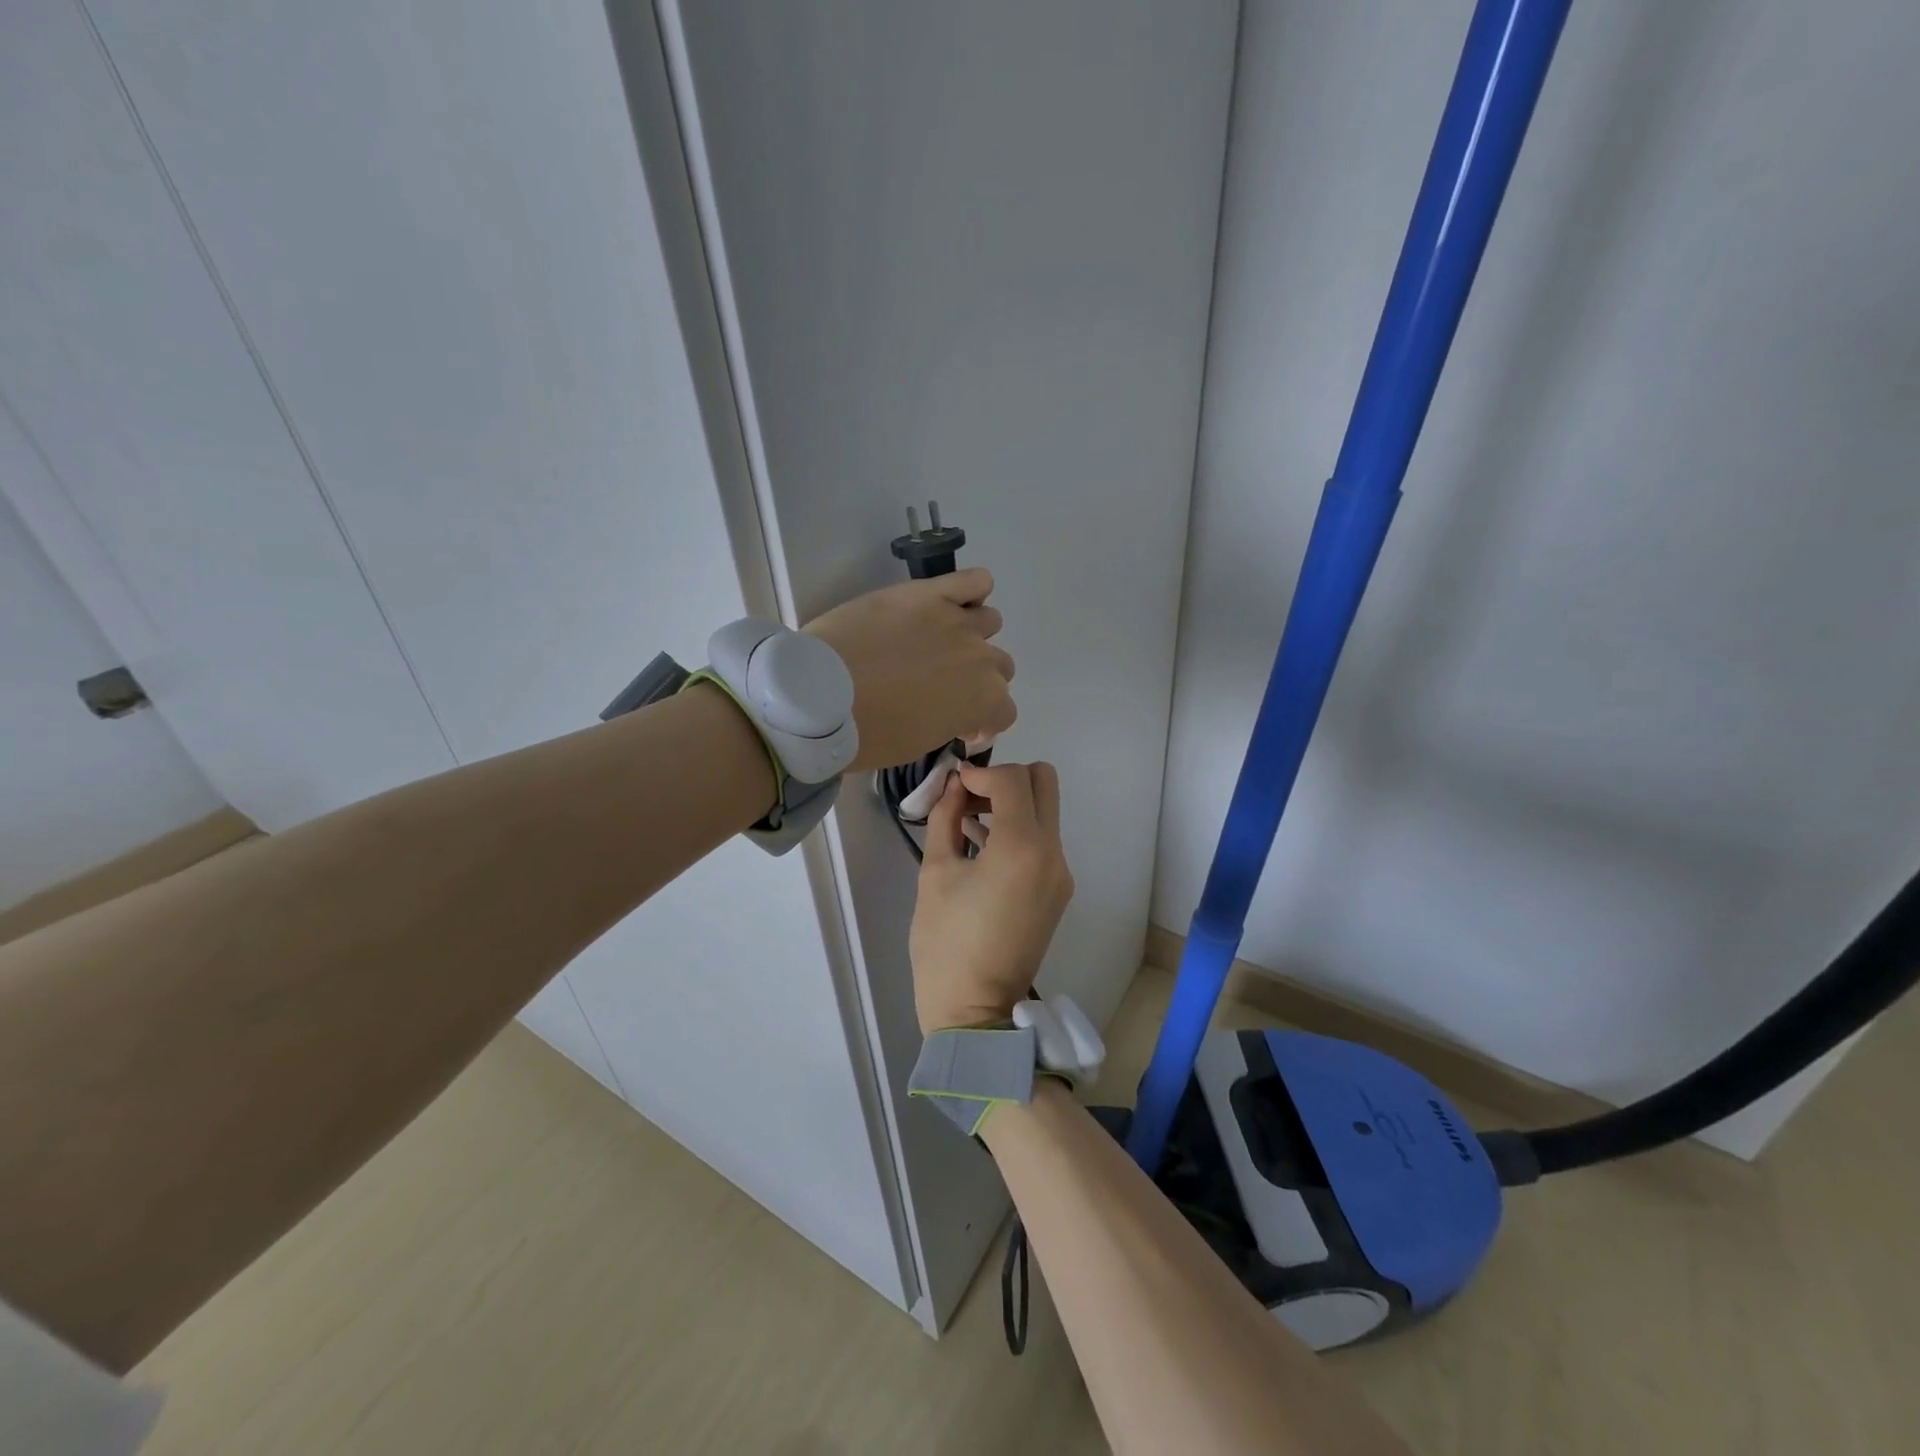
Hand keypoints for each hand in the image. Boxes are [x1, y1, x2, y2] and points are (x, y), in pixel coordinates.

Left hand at [804, 568, 1014, 773]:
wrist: (821, 696)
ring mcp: (957, 621)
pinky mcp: (929, 593)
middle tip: (941, 686)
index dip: (981, 721)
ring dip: (971, 637)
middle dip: (976, 680)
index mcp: (982, 701)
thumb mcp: (918, 744)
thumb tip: (954, 714)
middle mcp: (981, 658)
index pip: (1004, 711)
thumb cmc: (868, 734)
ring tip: (937, 644)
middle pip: (1000, 666)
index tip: (957, 725)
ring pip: (989, 623)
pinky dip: (971, 591)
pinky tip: (949, 604)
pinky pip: (975, 580)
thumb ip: (950, 723)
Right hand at [910, 762, 1073, 1034]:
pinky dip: (1018, 831)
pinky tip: (980, 847)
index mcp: (1023, 847)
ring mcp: (1061, 874)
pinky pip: (1043, 842)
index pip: (1013, 780)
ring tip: (966, 823)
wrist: (974, 1009)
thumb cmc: (945, 942)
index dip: (980, 773)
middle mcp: (1053, 853)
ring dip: (1012, 804)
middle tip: (969, 798)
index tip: (953, 785)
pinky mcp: (1058, 891)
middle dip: (1005, 779)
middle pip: (1044, 783)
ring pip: (1045, 811)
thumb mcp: (935, 872)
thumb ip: (946, 818)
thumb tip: (953, 785)